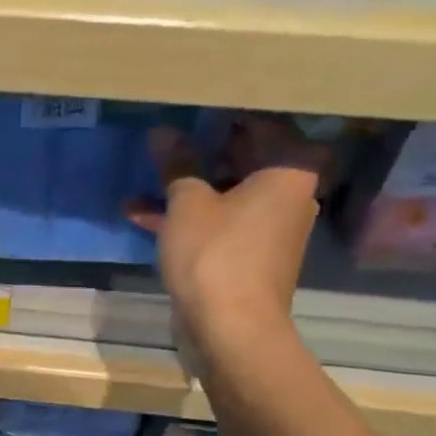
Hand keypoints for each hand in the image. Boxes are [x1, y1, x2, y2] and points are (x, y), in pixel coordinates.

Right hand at [126, 116, 322, 334]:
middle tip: (165, 138)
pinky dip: (191, 221)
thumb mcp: (187, 205)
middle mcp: (290, 194)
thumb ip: (177, 165)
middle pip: (244, 160)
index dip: (222, 113)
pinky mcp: (251, 258)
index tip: (190, 104)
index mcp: (290, 168)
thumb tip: (163, 132)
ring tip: (144, 180)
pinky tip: (145, 216)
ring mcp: (272, 229)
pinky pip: (221, 225)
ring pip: (226, 196)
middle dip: (199, 153)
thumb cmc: (215, 256)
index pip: (261, 122)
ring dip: (186, 190)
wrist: (232, 331)